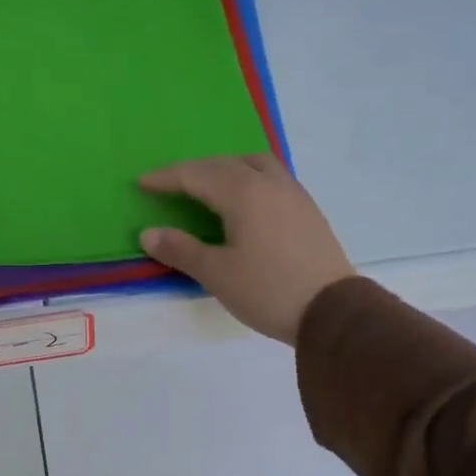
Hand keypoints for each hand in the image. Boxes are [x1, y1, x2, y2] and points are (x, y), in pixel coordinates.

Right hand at [138, 154, 354, 343]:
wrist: (332, 311)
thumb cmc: (268, 290)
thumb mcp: (216, 274)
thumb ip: (181, 249)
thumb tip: (148, 234)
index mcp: (243, 193)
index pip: (196, 175)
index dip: (167, 178)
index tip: (142, 183)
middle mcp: (269, 184)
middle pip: (224, 164)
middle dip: (193, 170)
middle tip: (170, 183)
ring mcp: (293, 194)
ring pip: (254, 164)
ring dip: (225, 167)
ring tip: (209, 184)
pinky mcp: (308, 210)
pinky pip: (272, 177)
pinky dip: (248, 177)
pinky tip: (245, 200)